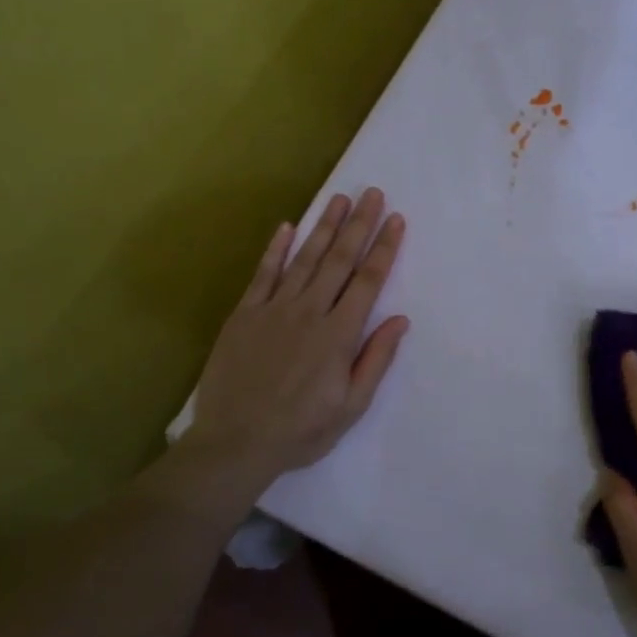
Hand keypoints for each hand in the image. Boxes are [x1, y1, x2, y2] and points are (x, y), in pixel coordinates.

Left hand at [185, 188, 409, 488]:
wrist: (235, 443)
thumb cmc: (301, 431)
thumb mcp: (351, 406)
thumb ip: (375, 359)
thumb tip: (400, 319)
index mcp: (339, 335)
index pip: (368, 281)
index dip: (384, 248)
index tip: (396, 220)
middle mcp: (309, 312)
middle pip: (339, 260)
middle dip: (359, 224)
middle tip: (372, 193)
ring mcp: (273, 310)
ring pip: (304, 259)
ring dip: (324, 226)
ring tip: (339, 198)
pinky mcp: (245, 315)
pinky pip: (263, 274)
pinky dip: (275, 249)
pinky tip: (287, 226)